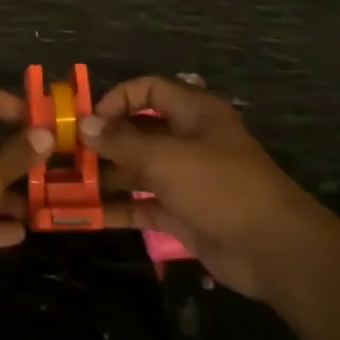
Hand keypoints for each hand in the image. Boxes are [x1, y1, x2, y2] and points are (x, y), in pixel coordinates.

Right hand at [85, 76, 315, 300]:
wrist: (272, 248)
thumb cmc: (219, 185)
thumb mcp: (165, 157)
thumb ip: (121, 142)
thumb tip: (85, 124)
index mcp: (193, 113)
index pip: (148, 90)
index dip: (117, 98)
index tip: (87, 119)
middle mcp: (188, 140)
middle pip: (138, 131)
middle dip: (103, 141)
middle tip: (66, 154)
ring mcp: (185, 179)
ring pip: (138, 170)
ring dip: (106, 176)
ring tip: (67, 184)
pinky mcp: (183, 214)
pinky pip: (144, 204)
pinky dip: (119, 208)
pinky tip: (88, 214)